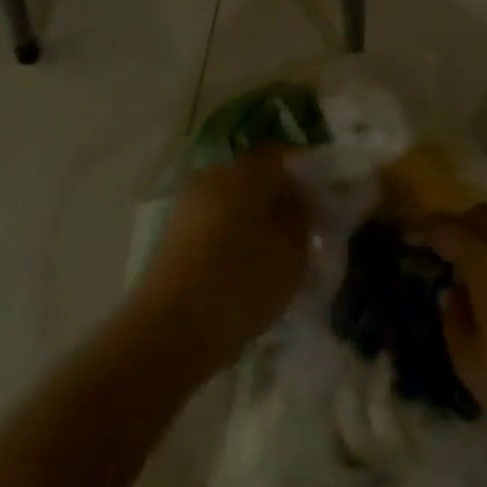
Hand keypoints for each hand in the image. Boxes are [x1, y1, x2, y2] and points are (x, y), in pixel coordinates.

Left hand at [132, 149, 309, 376]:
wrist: (167, 331)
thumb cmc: (240, 284)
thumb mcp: (292, 254)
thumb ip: (301, 220)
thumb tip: (297, 202)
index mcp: (245, 172)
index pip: (279, 155)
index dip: (302, 170)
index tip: (318, 196)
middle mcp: (213, 176)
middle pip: (252, 176)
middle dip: (274, 196)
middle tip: (296, 227)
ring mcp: (186, 204)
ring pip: (229, 200)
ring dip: (250, 218)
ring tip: (269, 252)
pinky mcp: (170, 234)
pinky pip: (210, 222)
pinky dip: (228, 235)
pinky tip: (239, 266)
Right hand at [422, 206, 486, 473]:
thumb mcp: (473, 364)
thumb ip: (454, 319)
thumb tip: (455, 293)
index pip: (446, 227)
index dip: (421, 229)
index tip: (404, 237)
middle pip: (480, 215)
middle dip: (455, 228)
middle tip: (437, 258)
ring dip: (484, 239)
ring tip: (469, 278)